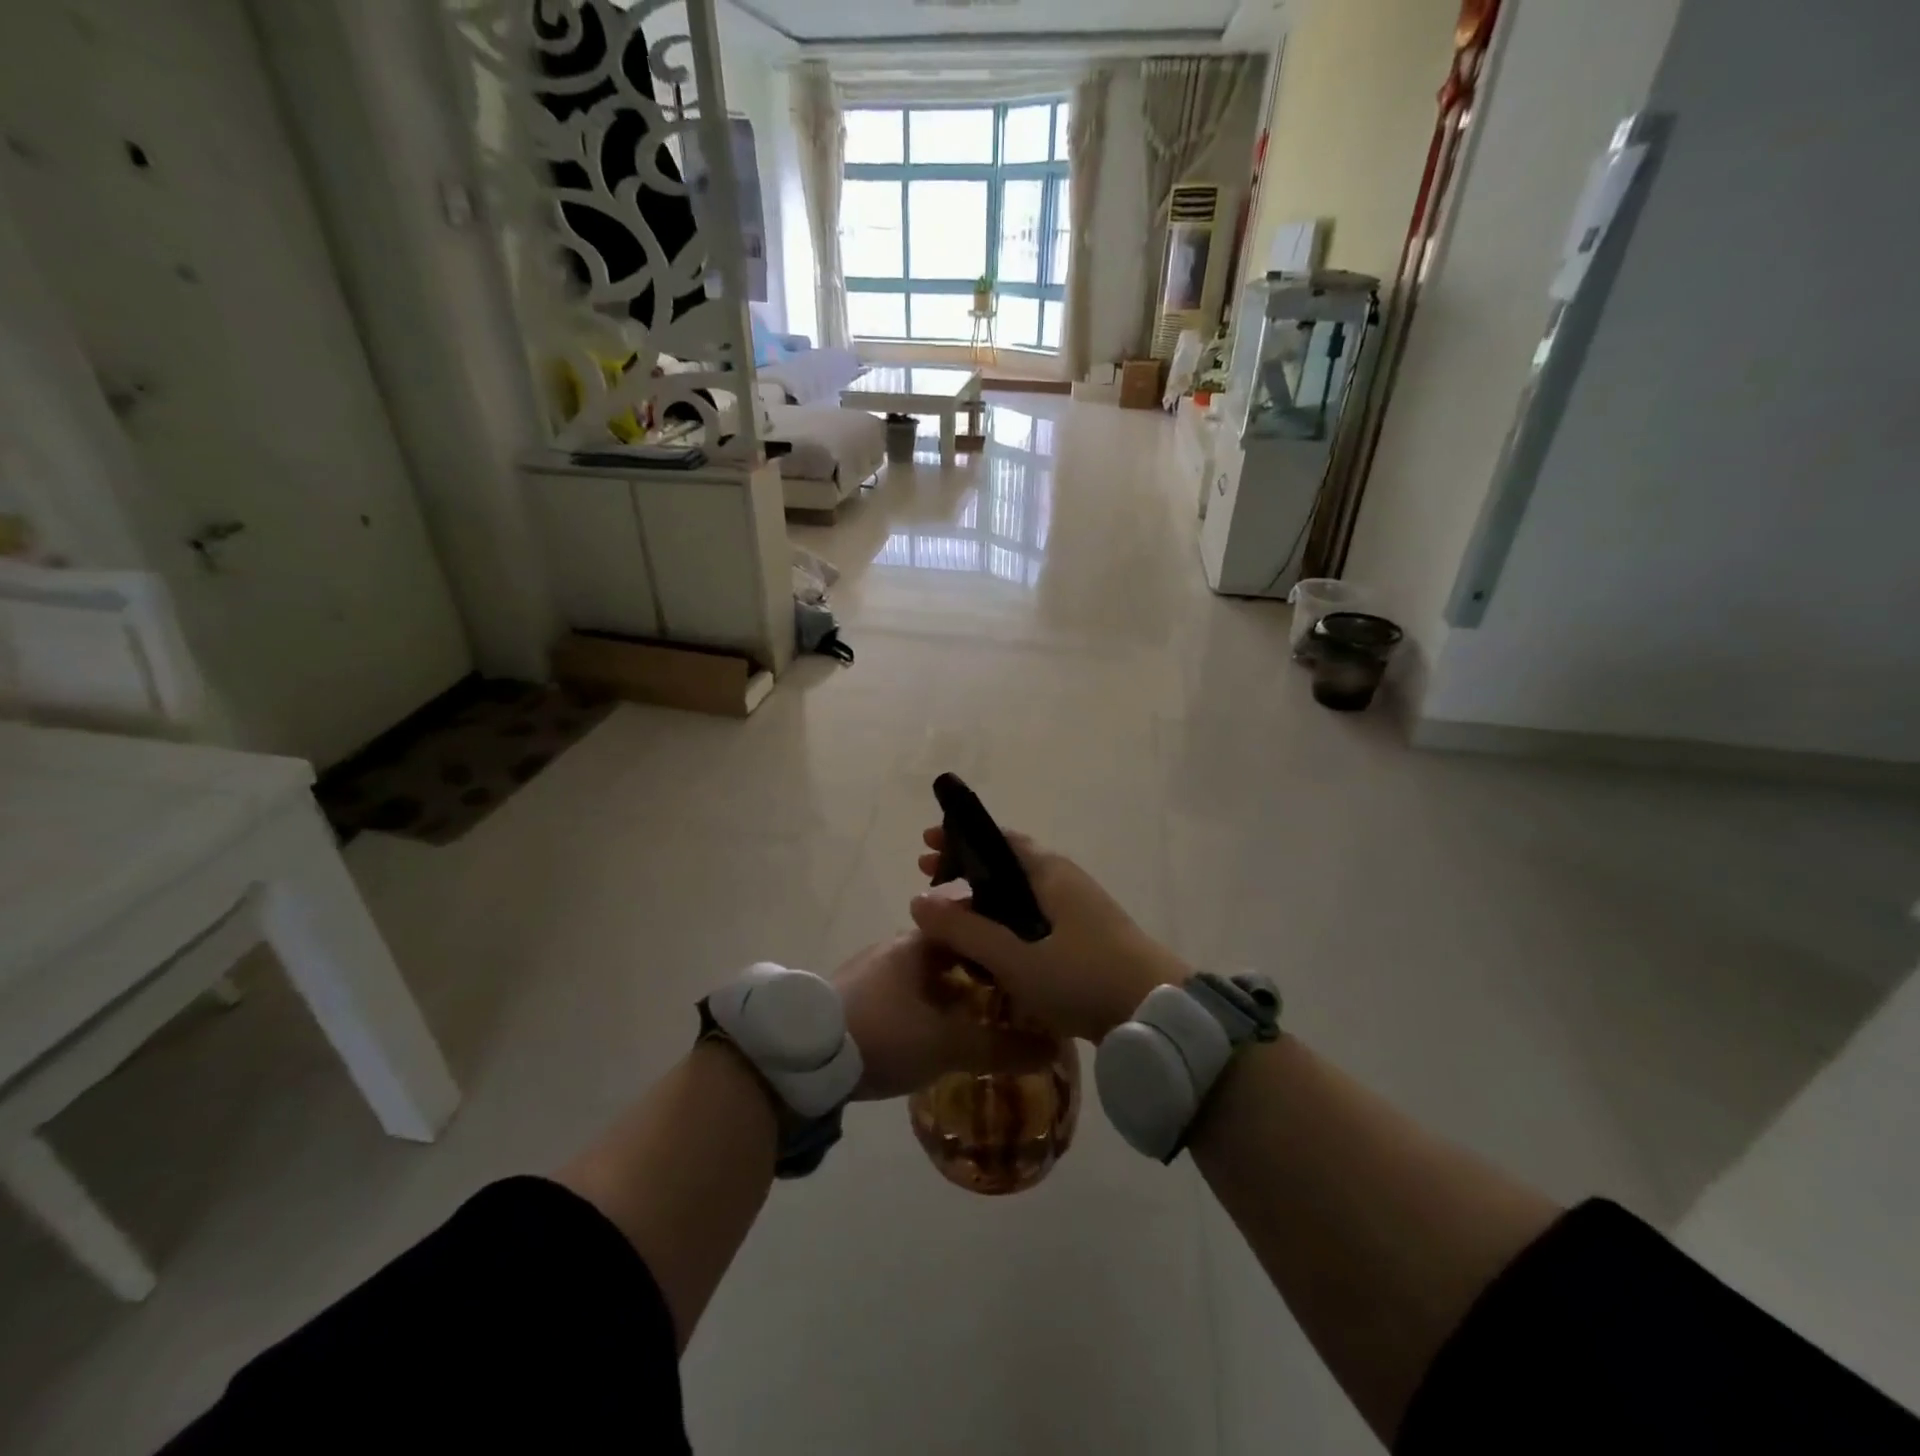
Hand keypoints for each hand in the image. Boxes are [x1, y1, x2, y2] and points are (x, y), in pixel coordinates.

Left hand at [832, 933, 1055, 1100]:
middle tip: (1008, 1000)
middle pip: (951, 950)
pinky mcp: (854, 992)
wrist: (802, 1053)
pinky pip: (903, 991)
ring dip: (950, 991)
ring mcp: (872, 968)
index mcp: (921, 942)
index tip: (1026, 965)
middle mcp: (897, 945)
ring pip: (925, 973)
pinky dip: (924, 1005)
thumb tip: (1053, 1049)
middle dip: (978, 973)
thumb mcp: (947, 1045)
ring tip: (976, 1020)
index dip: (1000, 943)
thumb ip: (1000, 1048)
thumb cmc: (883, 1033)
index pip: (972, 926)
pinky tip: (931, 1033)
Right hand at [908, 827, 1191, 1042]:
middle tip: (928, 876)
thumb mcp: (1014, 956)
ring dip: (984, 899)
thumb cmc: (1082, 974)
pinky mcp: (1086, 939)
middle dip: (966, 869)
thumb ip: (965, 930)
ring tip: (951, 916)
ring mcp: (1079, 909)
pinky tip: (989, 947)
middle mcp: (1065, 880)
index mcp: (1049, 871)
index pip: (998, 839)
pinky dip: (1005, 921)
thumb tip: (917, 900)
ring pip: (1020, 895)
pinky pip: (1034, 919)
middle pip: (1006, 865)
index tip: (926, 846)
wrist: (1156, 1011)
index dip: (960, 839)